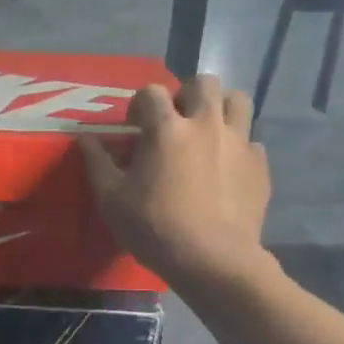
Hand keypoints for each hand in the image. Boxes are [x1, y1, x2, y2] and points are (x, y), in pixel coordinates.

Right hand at [78, 76, 270, 291]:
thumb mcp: (111, 199)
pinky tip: (226, 169)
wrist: (213, 261)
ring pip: (237, 101)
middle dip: (187, 95)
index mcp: (167, 129)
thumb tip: (84, 136)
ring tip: (207, 131)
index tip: (135, 127)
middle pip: (203, 82)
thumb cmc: (155, 228)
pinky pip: (251, 142)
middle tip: (176, 122)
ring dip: (220, 108)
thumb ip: (96, 162)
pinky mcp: (260, 165)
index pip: (151, 91)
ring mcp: (239, 143)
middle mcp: (206, 125)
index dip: (139, 104)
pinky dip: (238, 148)